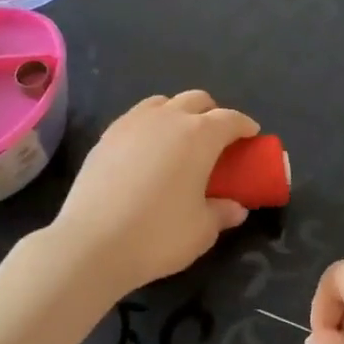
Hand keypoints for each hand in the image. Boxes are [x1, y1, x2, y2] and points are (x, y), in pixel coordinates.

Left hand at [50, 91, 258, 292]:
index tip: (251, 135)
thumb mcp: (202, 230)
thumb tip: (236, 208)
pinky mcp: (106, 137)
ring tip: (179, 139)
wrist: (91, 243)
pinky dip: (150, 126)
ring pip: (162, 103)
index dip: (244, 126)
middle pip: (196, 100)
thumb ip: (223, 213)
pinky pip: (136, 118)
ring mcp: (132, 123)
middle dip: (212, 113)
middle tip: (217, 139)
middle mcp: (167, 118)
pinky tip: (147, 151)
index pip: (230, 119)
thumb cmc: (158, 235)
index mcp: (199, 135)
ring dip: (178, 113)